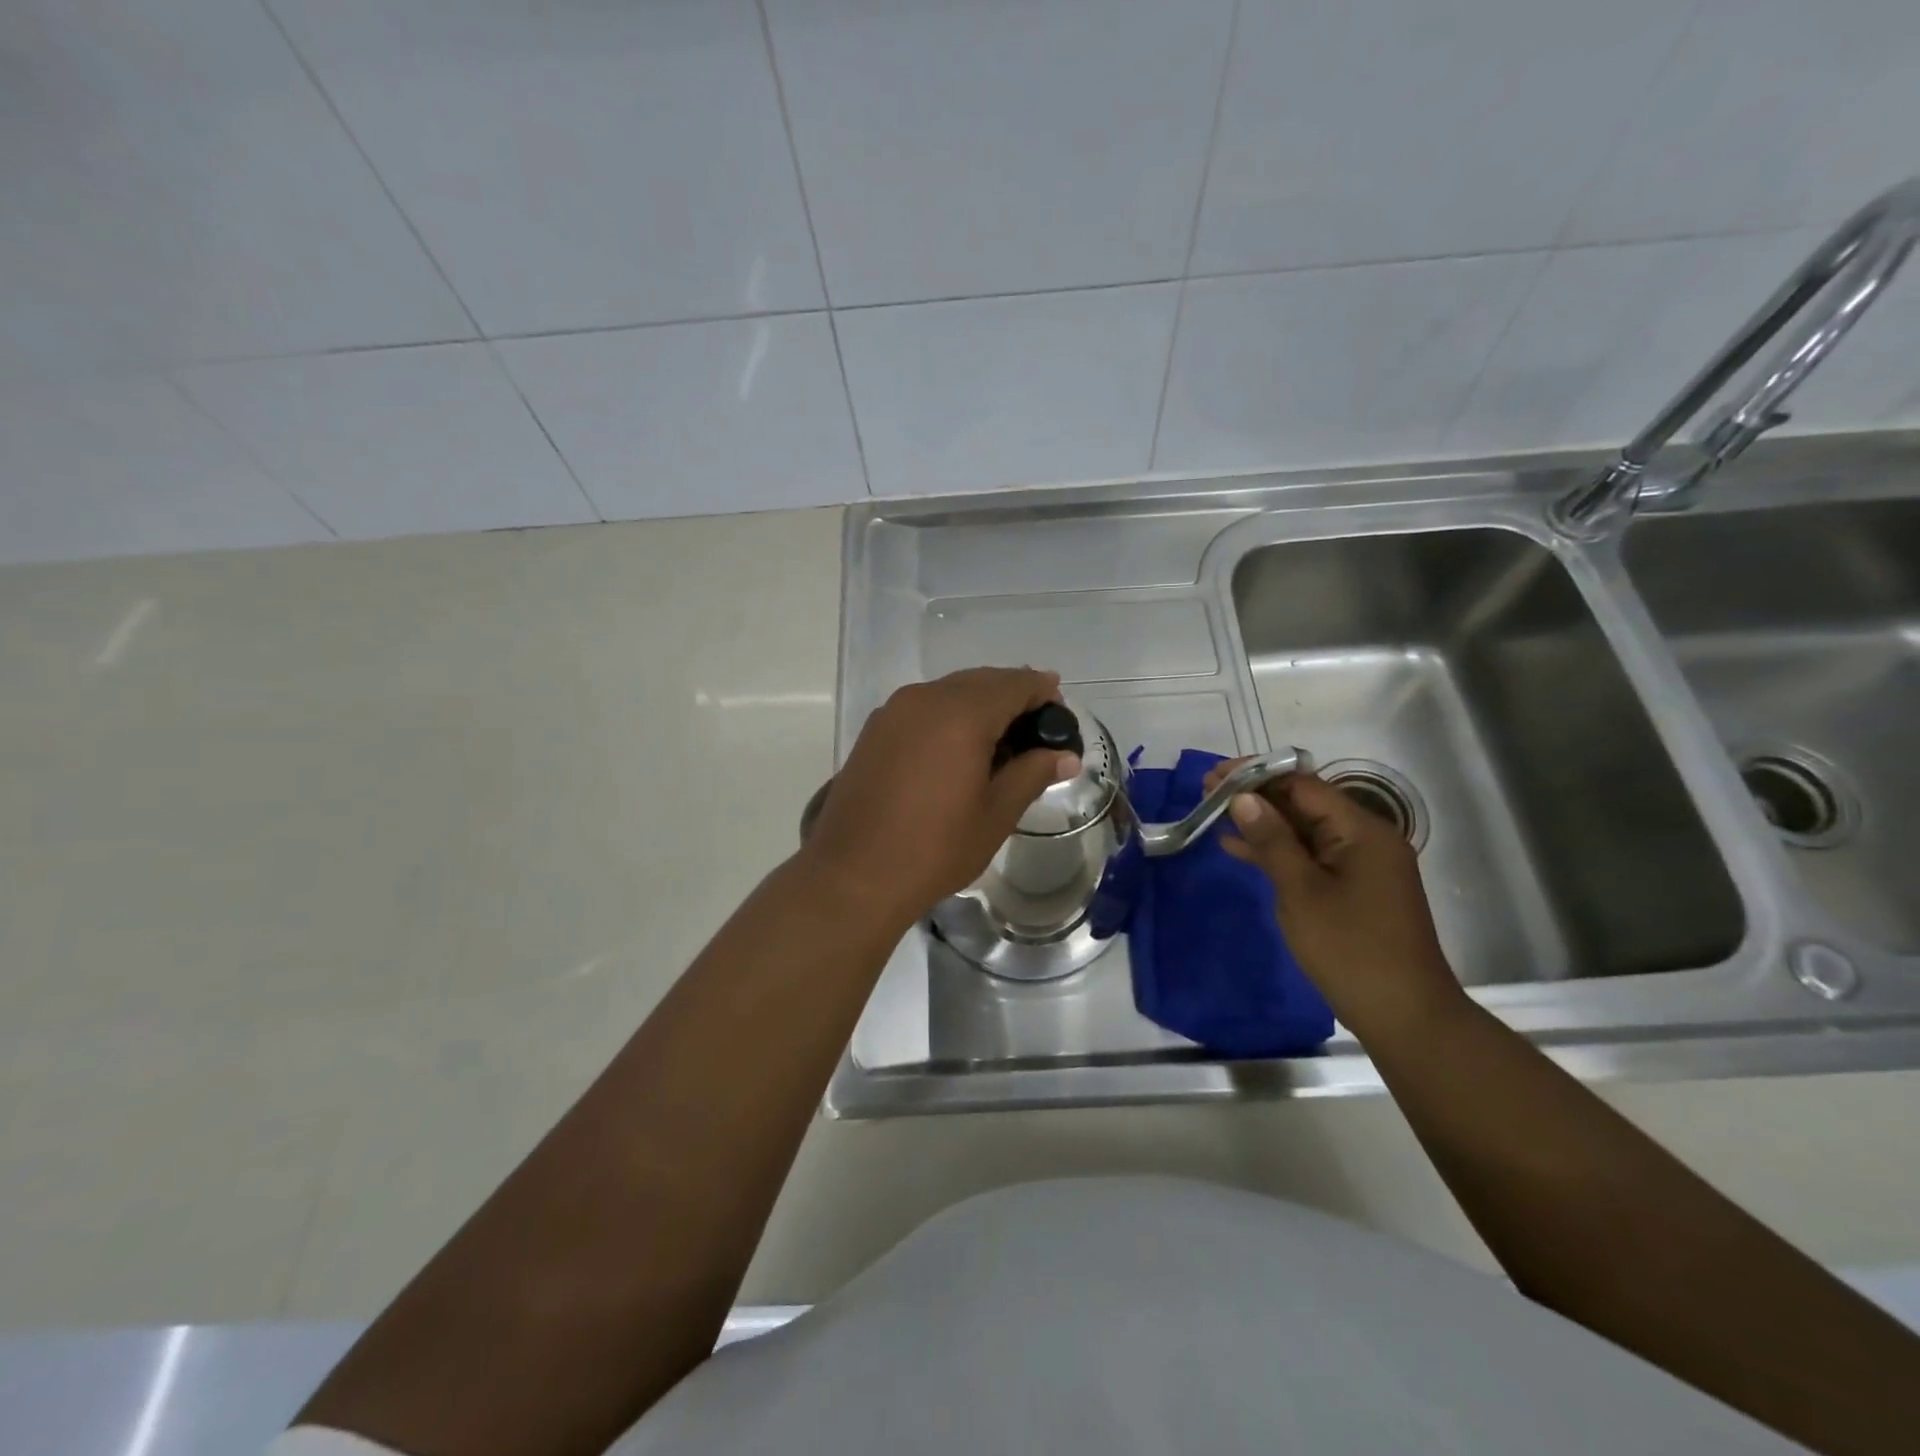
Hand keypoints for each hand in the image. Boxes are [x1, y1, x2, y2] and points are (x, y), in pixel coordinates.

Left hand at [803, 667, 1078, 925]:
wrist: (853, 875)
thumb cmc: (935, 848)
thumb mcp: (996, 815)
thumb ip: (1032, 774)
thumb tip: (1066, 756)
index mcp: (961, 714)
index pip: (1014, 684)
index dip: (1043, 693)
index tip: (1060, 715)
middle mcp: (925, 698)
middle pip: (981, 681)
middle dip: (1012, 696)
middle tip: (1036, 730)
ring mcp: (893, 711)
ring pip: (949, 691)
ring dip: (980, 704)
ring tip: (1000, 741)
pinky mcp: (874, 730)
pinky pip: (923, 707)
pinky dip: (949, 715)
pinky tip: (958, 748)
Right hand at [1210, 764, 1465, 1041]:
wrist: (1403, 1015)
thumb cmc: (1350, 948)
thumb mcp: (1301, 891)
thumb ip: (1271, 840)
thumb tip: (1243, 797)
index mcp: (1361, 830)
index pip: (1303, 784)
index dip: (1257, 775)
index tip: (1215, 774)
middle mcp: (1365, 838)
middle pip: (1304, 803)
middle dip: (1256, 795)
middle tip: (1206, 791)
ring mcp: (1360, 865)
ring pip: (1303, 829)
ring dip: (1261, 821)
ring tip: (1213, 812)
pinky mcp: (1352, 888)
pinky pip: (1309, 855)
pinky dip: (1276, 850)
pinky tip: (1238, 847)